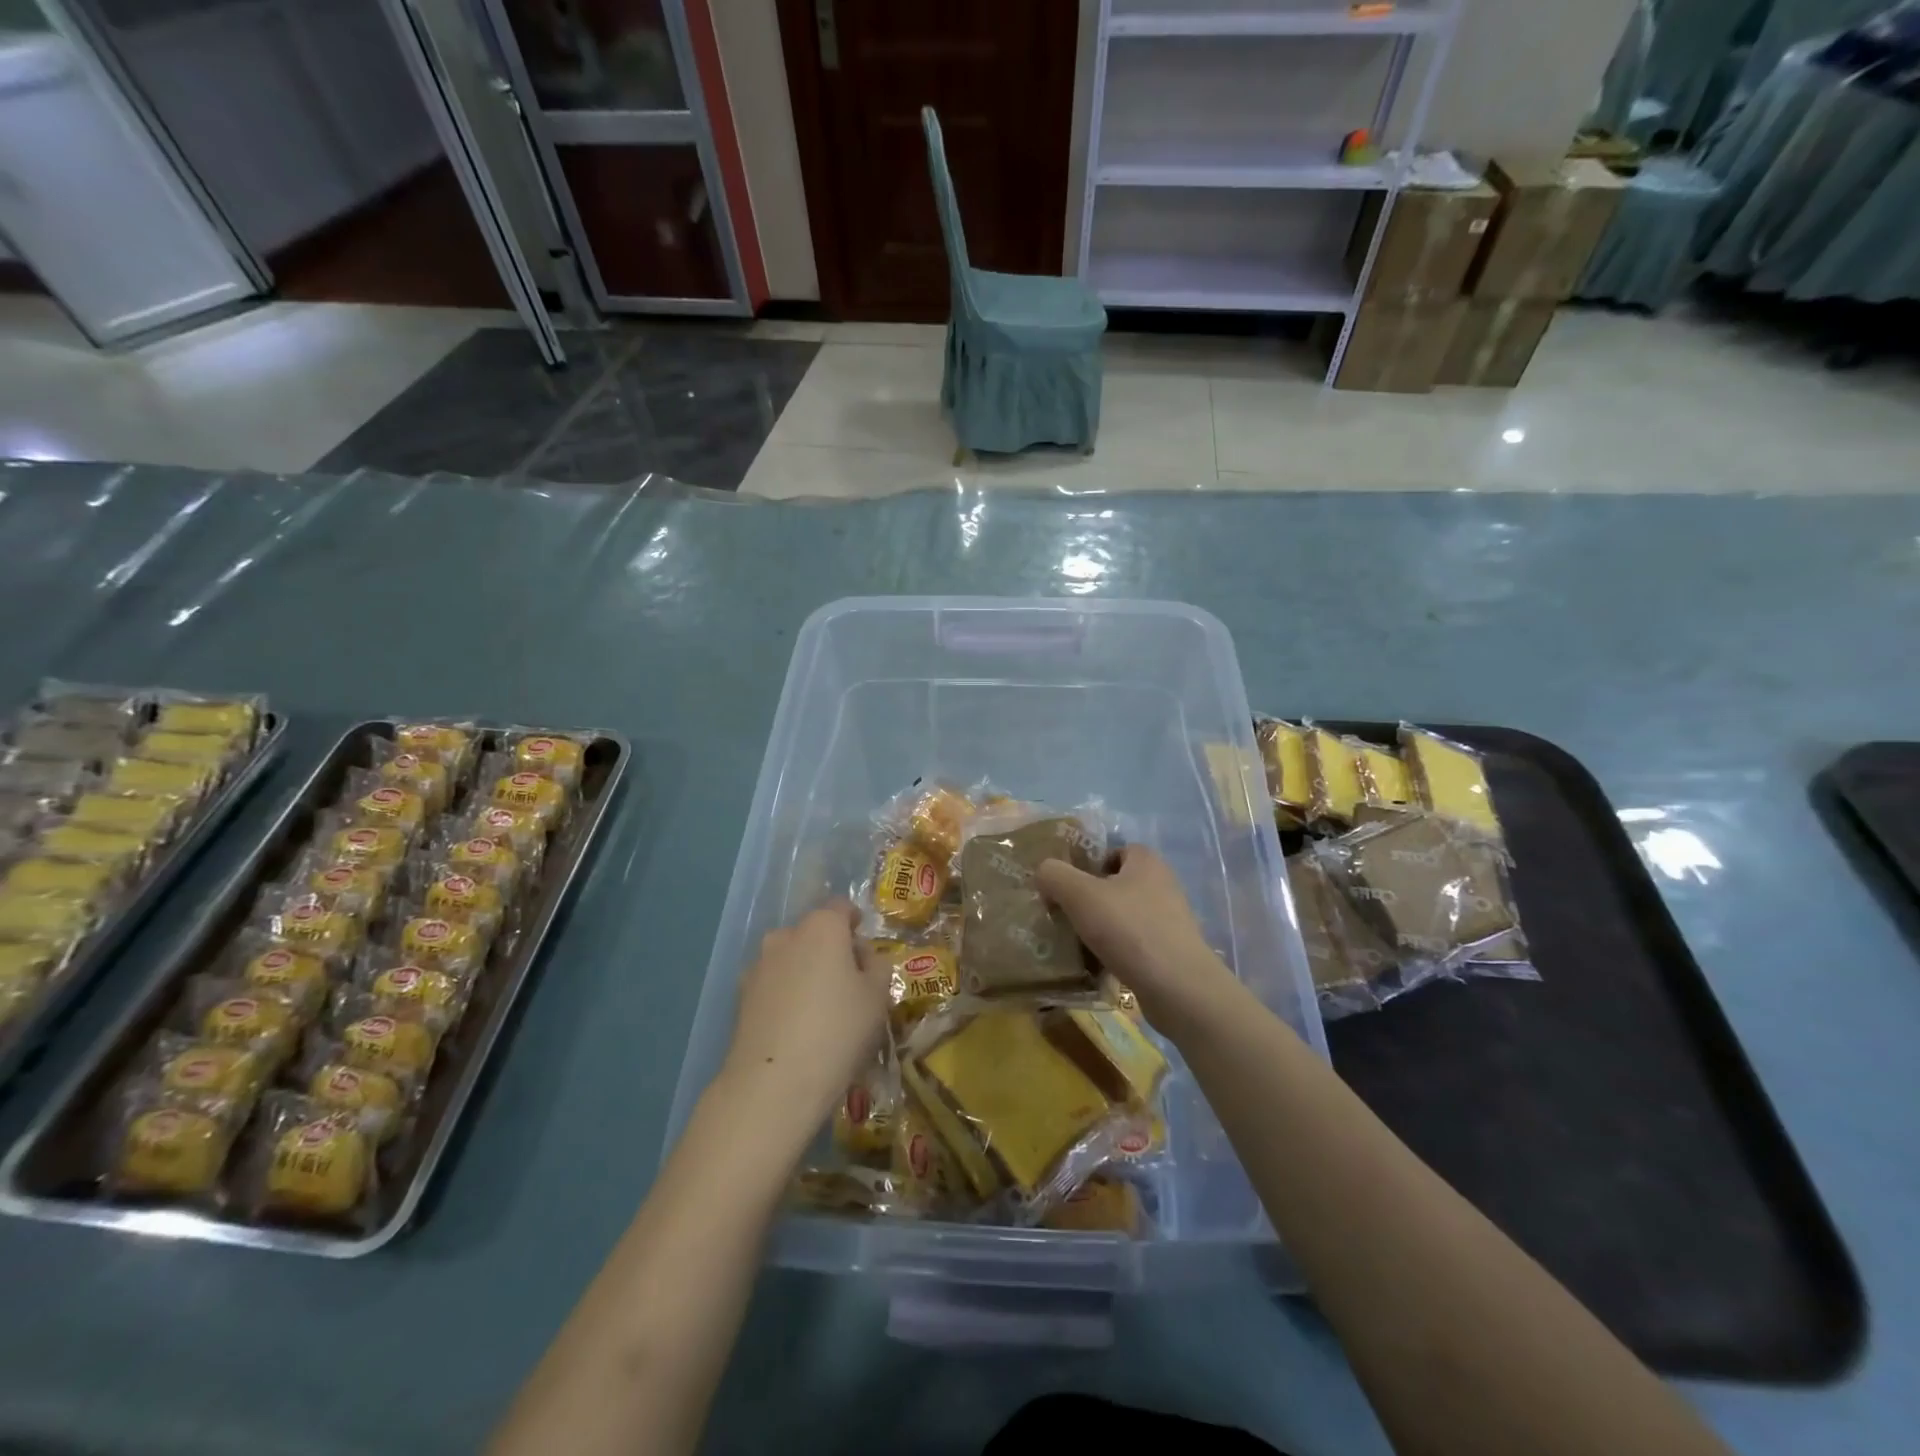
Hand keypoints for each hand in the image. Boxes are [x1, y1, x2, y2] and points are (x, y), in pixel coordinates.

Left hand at [723, 901, 888, 1123]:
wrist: (773, 1084)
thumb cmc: (837, 1030)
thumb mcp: (877, 997)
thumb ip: (878, 966)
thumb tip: (864, 958)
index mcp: (822, 927)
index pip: (841, 907)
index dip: (856, 923)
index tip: (866, 950)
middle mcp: (786, 936)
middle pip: (814, 933)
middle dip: (831, 950)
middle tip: (849, 986)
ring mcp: (758, 965)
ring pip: (791, 958)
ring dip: (806, 972)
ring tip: (821, 1011)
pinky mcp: (741, 996)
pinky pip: (773, 984)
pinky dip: (786, 995)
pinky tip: (796, 1027)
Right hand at [1038, 845, 1245, 1040]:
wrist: (1179, 988)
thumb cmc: (1129, 930)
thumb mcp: (1079, 894)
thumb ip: (1054, 875)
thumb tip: (1044, 873)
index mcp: (1146, 861)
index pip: (1114, 851)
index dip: (1089, 865)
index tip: (1068, 887)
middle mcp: (1163, 884)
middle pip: (1117, 884)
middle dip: (1091, 899)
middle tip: (1067, 915)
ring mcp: (1171, 920)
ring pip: (1125, 916)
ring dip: (1102, 928)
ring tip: (1078, 944)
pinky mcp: (1172, 951)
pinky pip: (1135, 943)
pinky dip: (1117, 951)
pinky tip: (1099, 966)